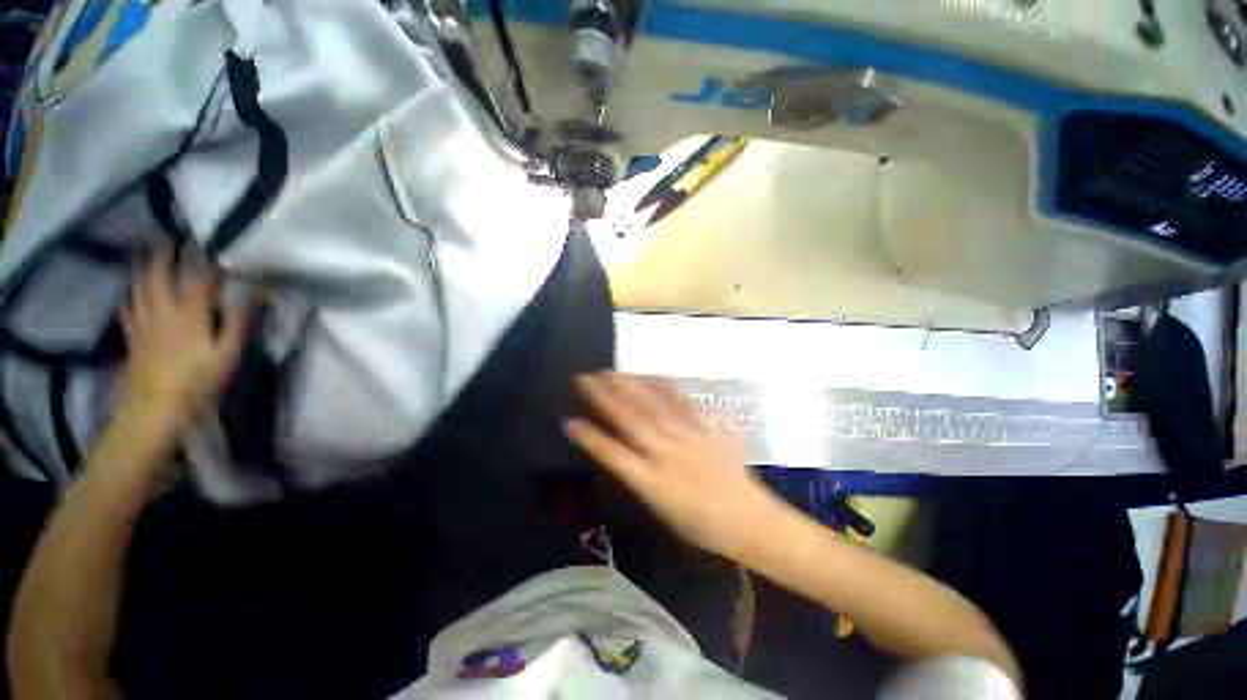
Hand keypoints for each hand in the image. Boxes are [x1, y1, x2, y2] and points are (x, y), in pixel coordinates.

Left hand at [119, 246, 250, 426]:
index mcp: (189, 316)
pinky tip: (129, 296)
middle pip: (159, 278)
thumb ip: (236, 324)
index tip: (214, 251)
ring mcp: (144, 325)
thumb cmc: (198, 381)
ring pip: (139, 290)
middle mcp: (162, 313)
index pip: (199, 283)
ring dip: (141, 270)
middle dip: (162, 256)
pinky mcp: (133, 338)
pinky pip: (128, 312)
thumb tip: (250, 296)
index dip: (207, 266)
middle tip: (163, 238)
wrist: (157, 405)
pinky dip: (130, 300)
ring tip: (143, 256)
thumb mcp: (226, 355)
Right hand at [566, 372, 787, 559]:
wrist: (748, 521)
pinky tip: (656, 375)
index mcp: (652, 482)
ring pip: (655, 407)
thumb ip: (640, 480)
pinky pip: (685, 405)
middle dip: (605, 398)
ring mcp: (688, 438)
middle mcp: (666, 454)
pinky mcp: (707, 429)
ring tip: (613, 372)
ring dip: (631, 387)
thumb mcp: (662, 511)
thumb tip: (620, 454)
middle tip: (586, 379)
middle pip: (630, 420)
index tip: (570, 420)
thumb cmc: (702, 526)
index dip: (589, 437)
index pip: (612, 454)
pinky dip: (668, 388)